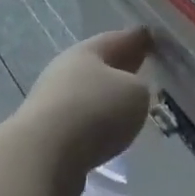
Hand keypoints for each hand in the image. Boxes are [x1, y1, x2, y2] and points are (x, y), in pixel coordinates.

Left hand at [17, 28, 153, 195]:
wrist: (42, 158)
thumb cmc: (95, 111)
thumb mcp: (136, 93)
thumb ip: (140, 87)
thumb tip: (131, 93)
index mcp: (86, 52)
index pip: (118, 39)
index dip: (138, 38)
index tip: (153, 37)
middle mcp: (65, 72)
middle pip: (100, 66)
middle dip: (122, 67)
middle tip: (145, 67)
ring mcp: (52, 104)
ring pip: (90, 95)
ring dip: (108, 98)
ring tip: (131, 105)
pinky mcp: (48, 136)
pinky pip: (82, 123)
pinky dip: (97, 124)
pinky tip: (110, 132)